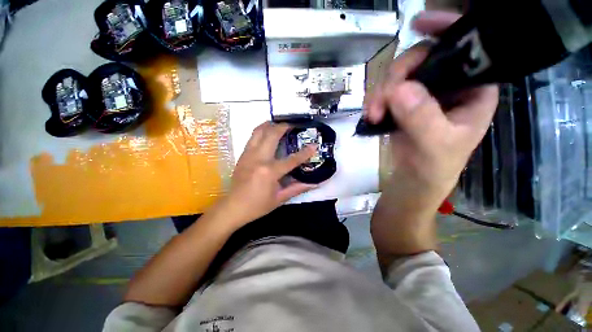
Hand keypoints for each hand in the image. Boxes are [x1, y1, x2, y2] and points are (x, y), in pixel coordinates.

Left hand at [220, 122, 317, 226]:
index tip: (314, 145)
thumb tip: (315, 184)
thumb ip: (297, 188)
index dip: (305, 153)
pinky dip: (261, 131)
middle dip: (283, 127)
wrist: (233, 207)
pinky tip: (267, 133)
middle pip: (272, 135)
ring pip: (259, 132)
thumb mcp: (280, 199)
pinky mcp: (242, 155)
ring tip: (279, 124)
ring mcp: (248, 155)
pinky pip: (252, 137)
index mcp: (270, 172)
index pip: (292, 159)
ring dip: (270, 125)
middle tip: (292, 125)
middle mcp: (258, 159)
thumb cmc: (257, 205)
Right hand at [365, 11, 498, 211]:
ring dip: (381, 92)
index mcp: (474, 88)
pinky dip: (376, 100)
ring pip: (399, 75)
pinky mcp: (403, 103)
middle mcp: (450, 84)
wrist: (414, 178)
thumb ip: (422, 118)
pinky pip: (386, 91)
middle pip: (423, 58)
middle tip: (383, 99)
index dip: (447, 30)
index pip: (467, 48)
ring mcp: (424, 93)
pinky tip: (372, 114)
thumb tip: (399, 89)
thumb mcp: (436, 144)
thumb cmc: (436, 165)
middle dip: (398, 75)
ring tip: (373, 113)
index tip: (419, 24)